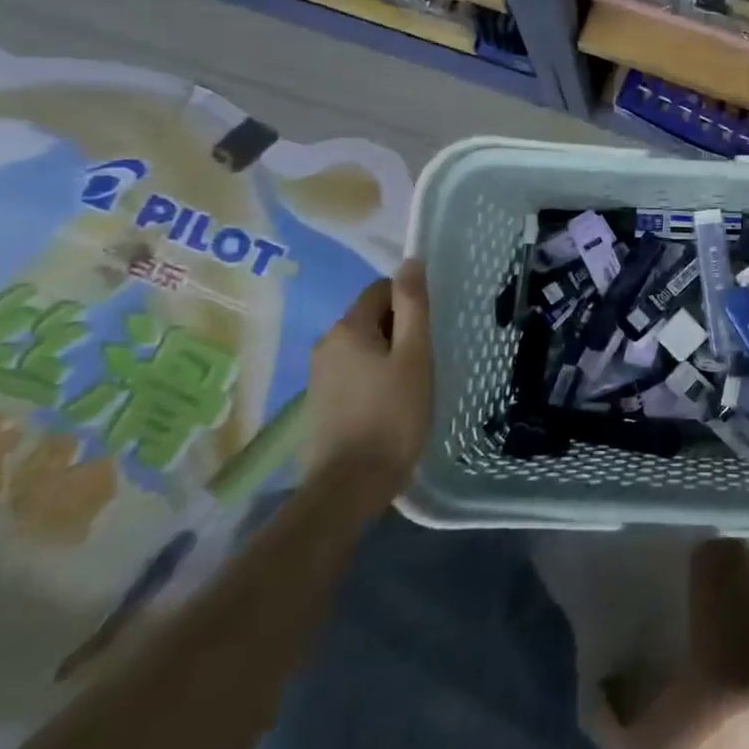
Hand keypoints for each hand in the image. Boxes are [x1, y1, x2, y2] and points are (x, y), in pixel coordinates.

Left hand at [303, 259, 433, 510]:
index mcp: (348, 327)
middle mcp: (326, 343)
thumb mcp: (415, 356)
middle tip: (425, 361)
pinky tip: (390, 403)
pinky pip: (353, 371)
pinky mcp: (320, 401)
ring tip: (411, 384)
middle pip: (370, 317)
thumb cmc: (393, 416)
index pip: (382, 289)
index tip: (429, 332)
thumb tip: (410, 262)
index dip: (409, 304)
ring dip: (388, 355)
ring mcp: (318, 374)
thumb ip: (413, 306)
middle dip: (400, 330)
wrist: (349, 486)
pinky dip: (374, 376)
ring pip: (363, 346)